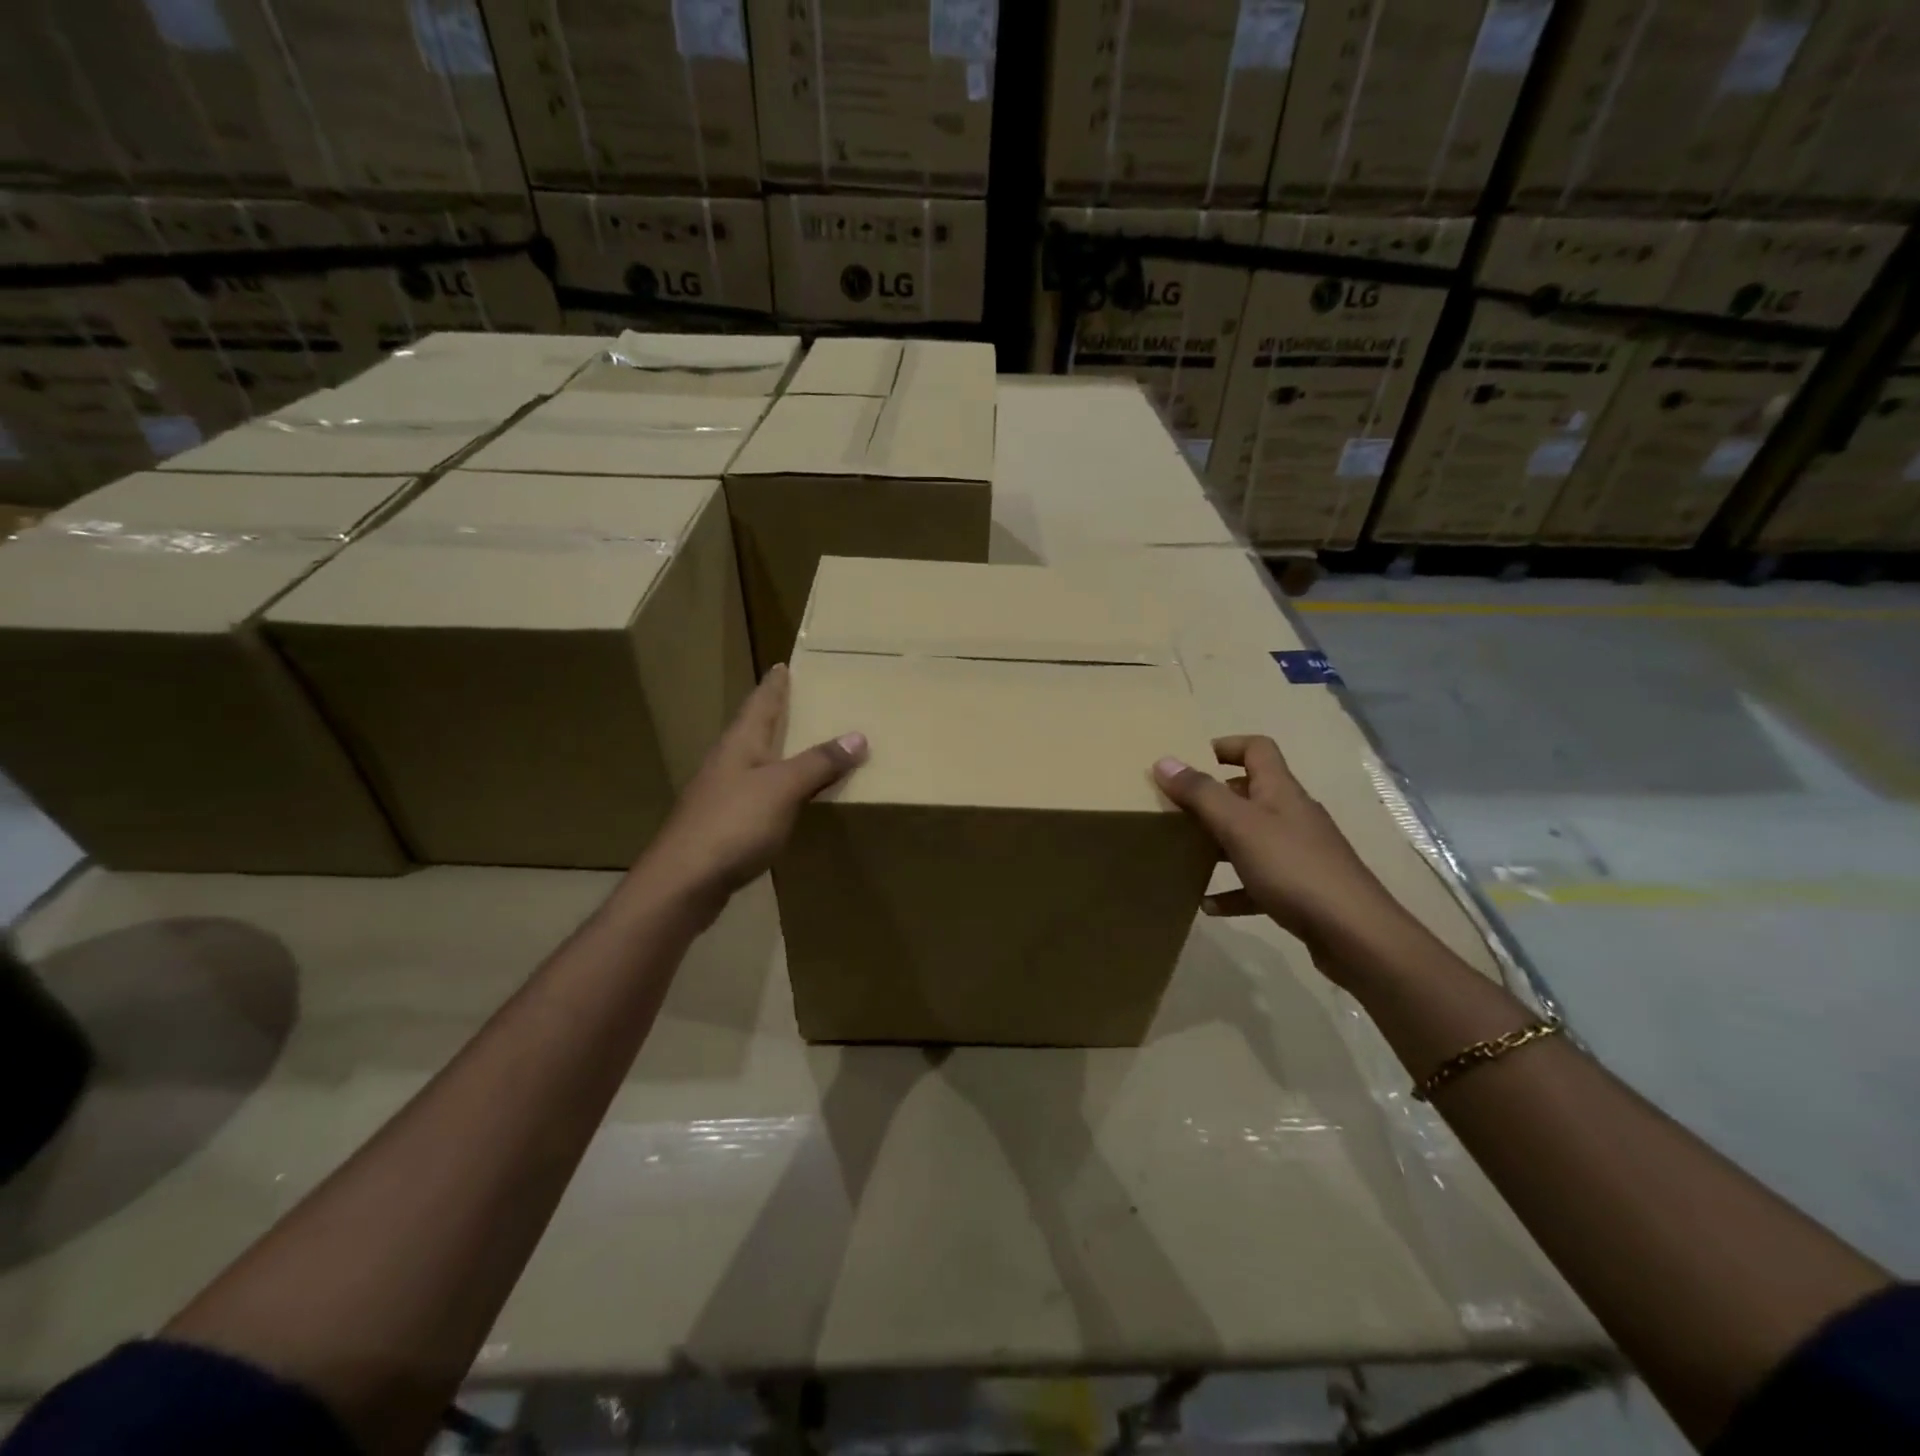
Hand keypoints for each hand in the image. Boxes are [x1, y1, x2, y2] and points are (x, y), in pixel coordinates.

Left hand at [633, 664, 866, 921]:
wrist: (683, 882)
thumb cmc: (733, 824)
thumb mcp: (783, 788)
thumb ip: (819, 762)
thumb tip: (858, 735)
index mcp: (740, 743)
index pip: (760, 702)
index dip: (774, 684)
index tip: (784, 664)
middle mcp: (728, 762)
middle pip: (754, 729)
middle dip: (776, 714)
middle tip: (802, 700)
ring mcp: (721, 794)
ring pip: (755, 762)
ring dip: (778, 752)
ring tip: (802, 745)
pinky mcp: (723, 825)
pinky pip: (757, 794)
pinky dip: (777, 787)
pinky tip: (788, 798)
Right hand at [1152, 735, 1412, 967]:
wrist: (1355, 934)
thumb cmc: (1293, 868)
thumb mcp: (1239, 826)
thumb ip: (1201, 794)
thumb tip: (1164, 761)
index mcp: (1280, 791)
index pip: (1258, 749)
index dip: (1227, 746)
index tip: (1192, 759)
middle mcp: (1292, 816)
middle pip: (1251, 794)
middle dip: (1214, 799)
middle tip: (1178, 810)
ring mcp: (1299, 854)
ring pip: (1252, 839)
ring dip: (1219, 844)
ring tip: (1186, 854)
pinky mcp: (1301, 890)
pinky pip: (1258, 882)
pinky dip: (1233, 890)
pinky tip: (1209, 906)